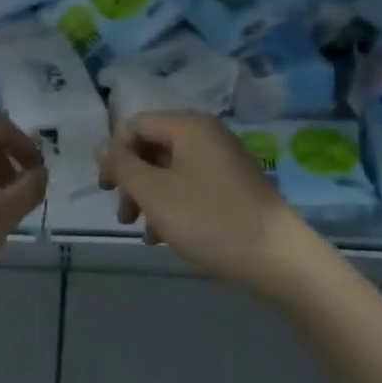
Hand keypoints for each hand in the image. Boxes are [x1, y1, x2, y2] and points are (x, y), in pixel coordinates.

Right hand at [97, 112, 320, 294]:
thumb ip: (122, 166)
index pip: (135, 125)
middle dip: (132, 180)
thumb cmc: (209, 220)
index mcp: (188, 126)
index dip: (114, 154)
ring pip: (171, 169)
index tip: (105, 191)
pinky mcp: (235, 184)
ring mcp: (224, 158)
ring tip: (146, 234)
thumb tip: (103, 146)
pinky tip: (169, 237)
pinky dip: (175, 204)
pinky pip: (192, 184)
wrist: (277, 257)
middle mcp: (207, 133)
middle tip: (124, 216)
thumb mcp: (154, 193)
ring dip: (151, 197)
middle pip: (153, 147)